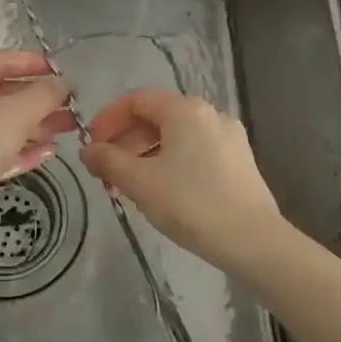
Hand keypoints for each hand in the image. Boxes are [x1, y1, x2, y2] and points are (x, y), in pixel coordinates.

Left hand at [0, 50, 76, 239]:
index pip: (1, 61)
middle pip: (5, 94)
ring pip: (5, 124)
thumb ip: (45, 93)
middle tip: (72, 105)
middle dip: (40, 99)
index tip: (62, 71)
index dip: (33, 62)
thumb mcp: (18, 111)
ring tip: (69, 128)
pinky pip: (0, 151)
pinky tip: (49, 153)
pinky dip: (24, 149)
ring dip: (37, 124)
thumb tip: (62, 83)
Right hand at [80, 88, 282, 269]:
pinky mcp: (239, 161)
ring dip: (145, 154)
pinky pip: (194, 151)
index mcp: (185, 110)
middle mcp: (210, 114)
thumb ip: (108, 161)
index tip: (91, 147)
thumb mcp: (139, 182)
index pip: (136, 100)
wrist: (253, 241)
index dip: (107, 120)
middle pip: (156, 117)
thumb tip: (87, 151)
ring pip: (175, 136)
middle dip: (125, 140)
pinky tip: (161, 192)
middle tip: (106, 171)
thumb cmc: (191, 204)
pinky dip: (170, 162)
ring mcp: (228, 137)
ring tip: (129, 186)